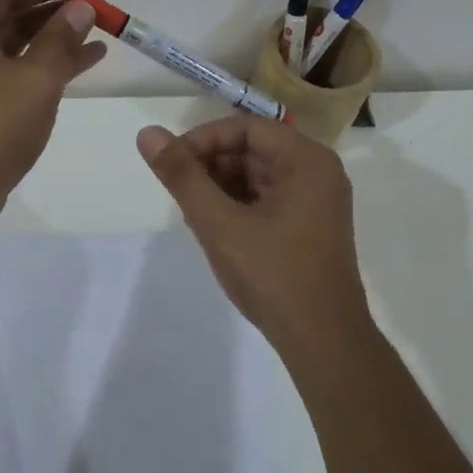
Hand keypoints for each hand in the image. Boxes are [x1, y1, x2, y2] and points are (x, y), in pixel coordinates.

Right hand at [136, 116, 371, 354]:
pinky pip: (268, 198)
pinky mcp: (310, 225)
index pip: (246, 128)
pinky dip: (238, 205)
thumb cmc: (273, 275)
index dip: (204, 140)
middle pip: (253, 149)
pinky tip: (216, 229)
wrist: (324, 343)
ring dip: (221, 187)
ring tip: (194, 214)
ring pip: (257, 175)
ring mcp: (317, 201)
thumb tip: (148, 133)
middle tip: (180, 193)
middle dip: (212, 166)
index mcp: (306, 160)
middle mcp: (317, 172)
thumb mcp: (219, 223)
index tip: (173, 164)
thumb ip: (182, 176)